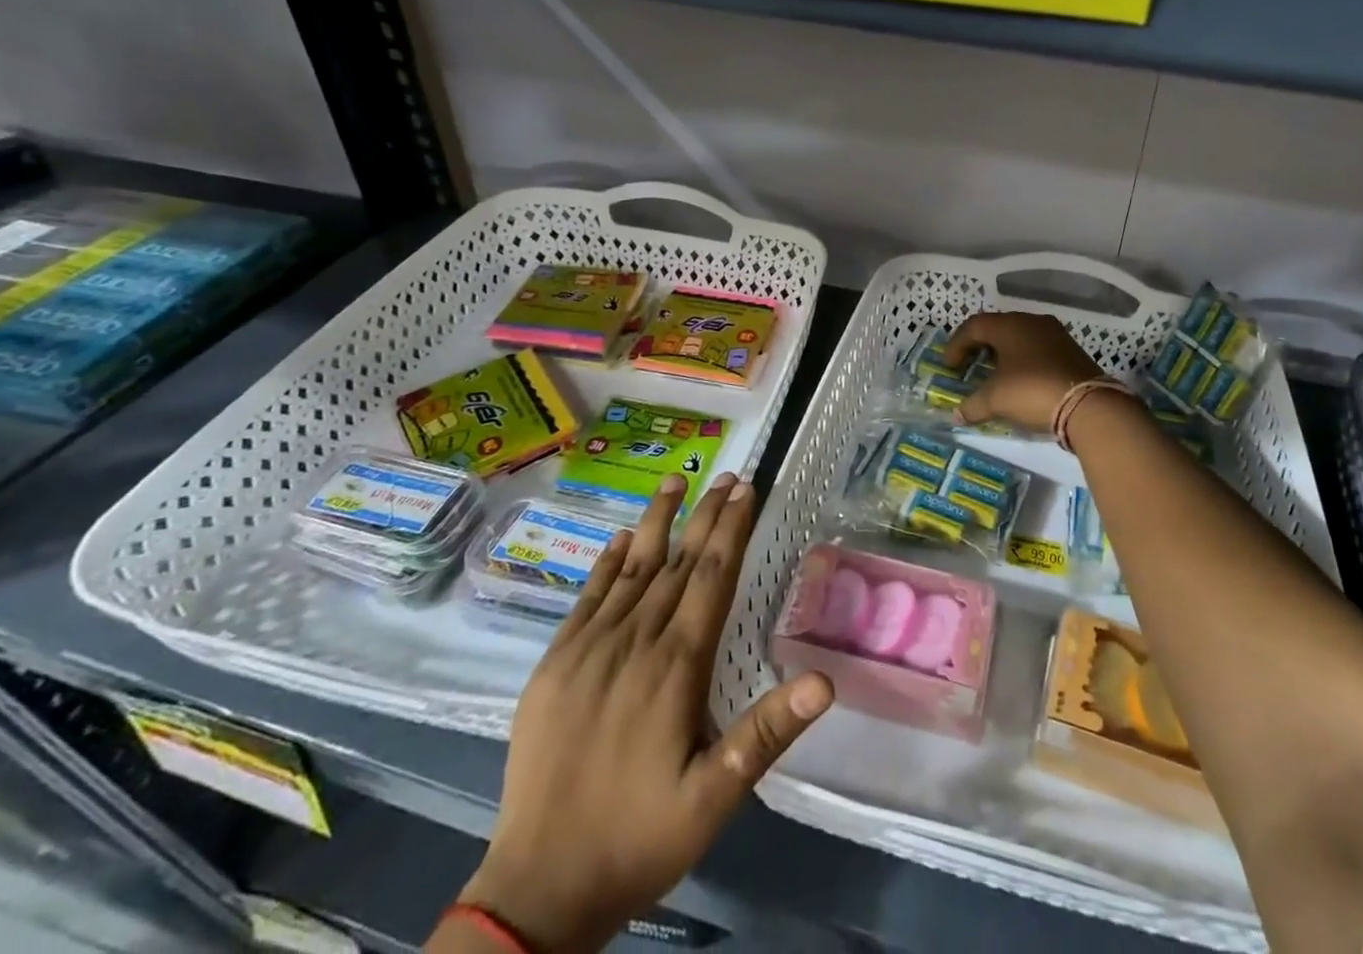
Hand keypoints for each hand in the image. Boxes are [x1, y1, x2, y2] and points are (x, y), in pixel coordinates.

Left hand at [452, 474, 833, 952]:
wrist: (538, 887)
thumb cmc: (638, 839)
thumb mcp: (714, 799)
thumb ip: (766, 733)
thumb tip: (825, 681)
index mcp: (675, 667)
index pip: (711, 577)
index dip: (732, 529)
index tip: (746, 489)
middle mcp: (634, 642)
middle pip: (677, 562)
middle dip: (706, 515)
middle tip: (727, 475)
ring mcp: (588, 649)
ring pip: (631, 568)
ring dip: (656, 521)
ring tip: (675, 481)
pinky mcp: (554, 664)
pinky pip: (586, 597)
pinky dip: (605, 563)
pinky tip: (618, 538)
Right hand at [945, 311, 1104, 433]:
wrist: (1088, 405)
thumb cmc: (1032, 391)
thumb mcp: (996, 400)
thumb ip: (972, 405)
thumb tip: (957, 415)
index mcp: (1009, 325)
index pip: (974, 326)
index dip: (956, 345)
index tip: (949, 366)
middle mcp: (1031, 322)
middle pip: (997, 328)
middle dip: (978, 346)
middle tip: (968, 365)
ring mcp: (1054, 334)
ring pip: (1019, 337)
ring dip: (1002, 353)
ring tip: (992, 374)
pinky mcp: (1070, 350)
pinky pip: (1036, 348)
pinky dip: (1021, 360)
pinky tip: (1019, 380)